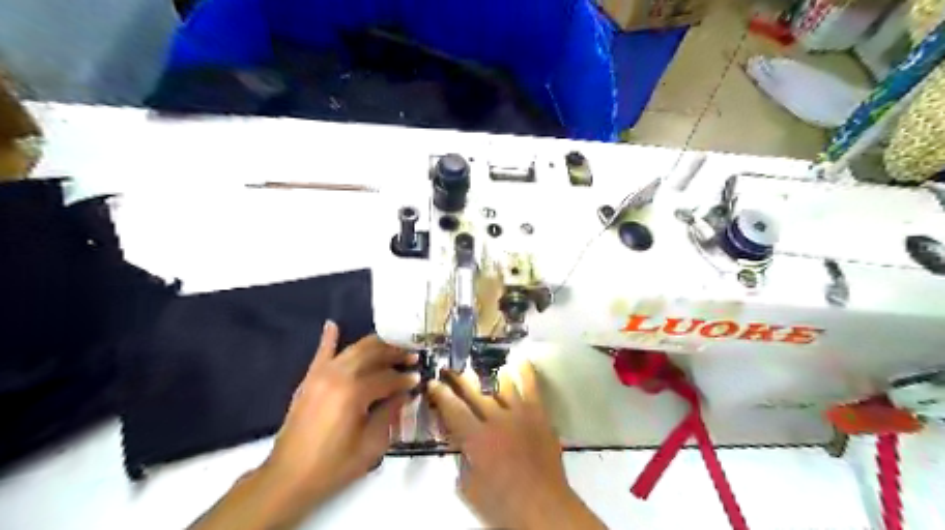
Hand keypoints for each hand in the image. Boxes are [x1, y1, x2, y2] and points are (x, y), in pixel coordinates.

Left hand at [261, 321, 415, 514]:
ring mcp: (321, 375)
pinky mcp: (309, 380)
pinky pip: (321, 354)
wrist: (289, 477)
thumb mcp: (372, 444)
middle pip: (372, 354)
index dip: (405, 379)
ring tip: (391, 346)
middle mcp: (338, 376)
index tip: (418, 379)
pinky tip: (333, 325)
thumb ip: (390, 413)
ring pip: (353, 349)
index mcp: (355, 392)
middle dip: (394, 353)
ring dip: (374, 345)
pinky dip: (328, 339)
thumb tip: (403, 394)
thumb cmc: (334, 465)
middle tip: (410, 356)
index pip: (388, 377)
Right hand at [428, 362, 603, 527]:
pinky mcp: (539, 414)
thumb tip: (459, 442)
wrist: (545, 508)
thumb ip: (462, 460)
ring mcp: (520, 414)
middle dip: (458, 377)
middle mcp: (497, 419)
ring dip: (487, 374)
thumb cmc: (504, 505)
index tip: (432, 382)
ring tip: (478, 365)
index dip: (440, 394)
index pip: (453, 409)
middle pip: (474, 391)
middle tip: (449, 367)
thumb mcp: (470, 488)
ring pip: (501, 384)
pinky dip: (524, 372)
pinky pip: (531, 387)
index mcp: (476, 439)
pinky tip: (518, 360)